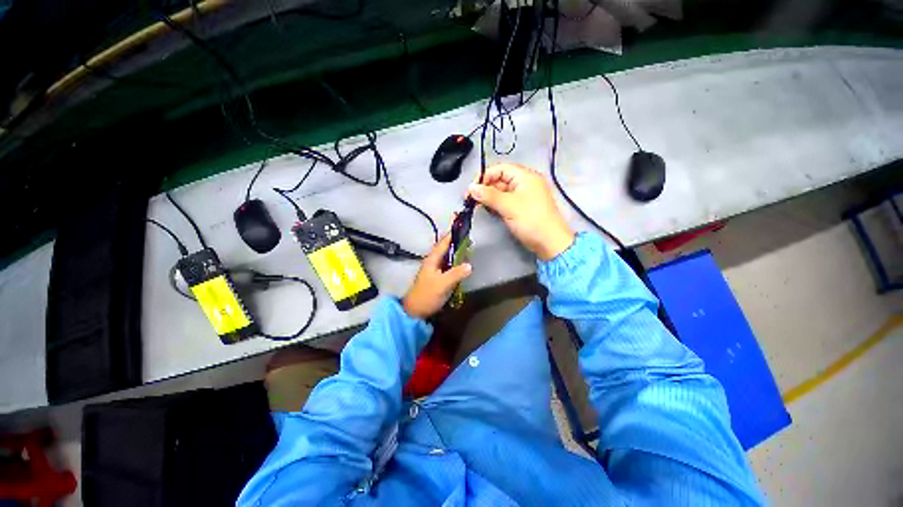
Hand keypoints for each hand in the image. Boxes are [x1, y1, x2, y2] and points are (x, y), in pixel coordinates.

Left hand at [402, 234, 471, 318]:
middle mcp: (433, 262)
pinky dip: (456, 262)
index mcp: (432, 260)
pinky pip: (448, 266)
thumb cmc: (427, 295)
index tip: (461, 225)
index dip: (452, 234)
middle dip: (456, 242)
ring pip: (447, 257)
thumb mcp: (443, 284)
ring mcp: (435, 271)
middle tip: (469, 237)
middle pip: (445, 248)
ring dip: (457, 252)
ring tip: (469, 248)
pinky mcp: (437, 279)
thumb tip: (470, 264)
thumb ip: (456, 274)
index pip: (443, 243)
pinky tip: (463, 264)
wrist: (415, 311)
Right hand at [468, 163, 574, 260]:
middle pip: (501, 178)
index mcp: (526, 176)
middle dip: (486, 187)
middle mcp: (526, 182)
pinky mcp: (525, 207)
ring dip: (490, 197)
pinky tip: (489, 211)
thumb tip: (471, 188)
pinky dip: (498, 204)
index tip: (472, 189)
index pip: (500, 168)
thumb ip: (488, 195)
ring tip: (478, 206)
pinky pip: (508, 201)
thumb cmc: (531, 220)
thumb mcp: (508, 206)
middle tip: (471, 199)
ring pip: (503, 191)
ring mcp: (526, 195)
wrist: (551, 243)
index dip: (485, 176)